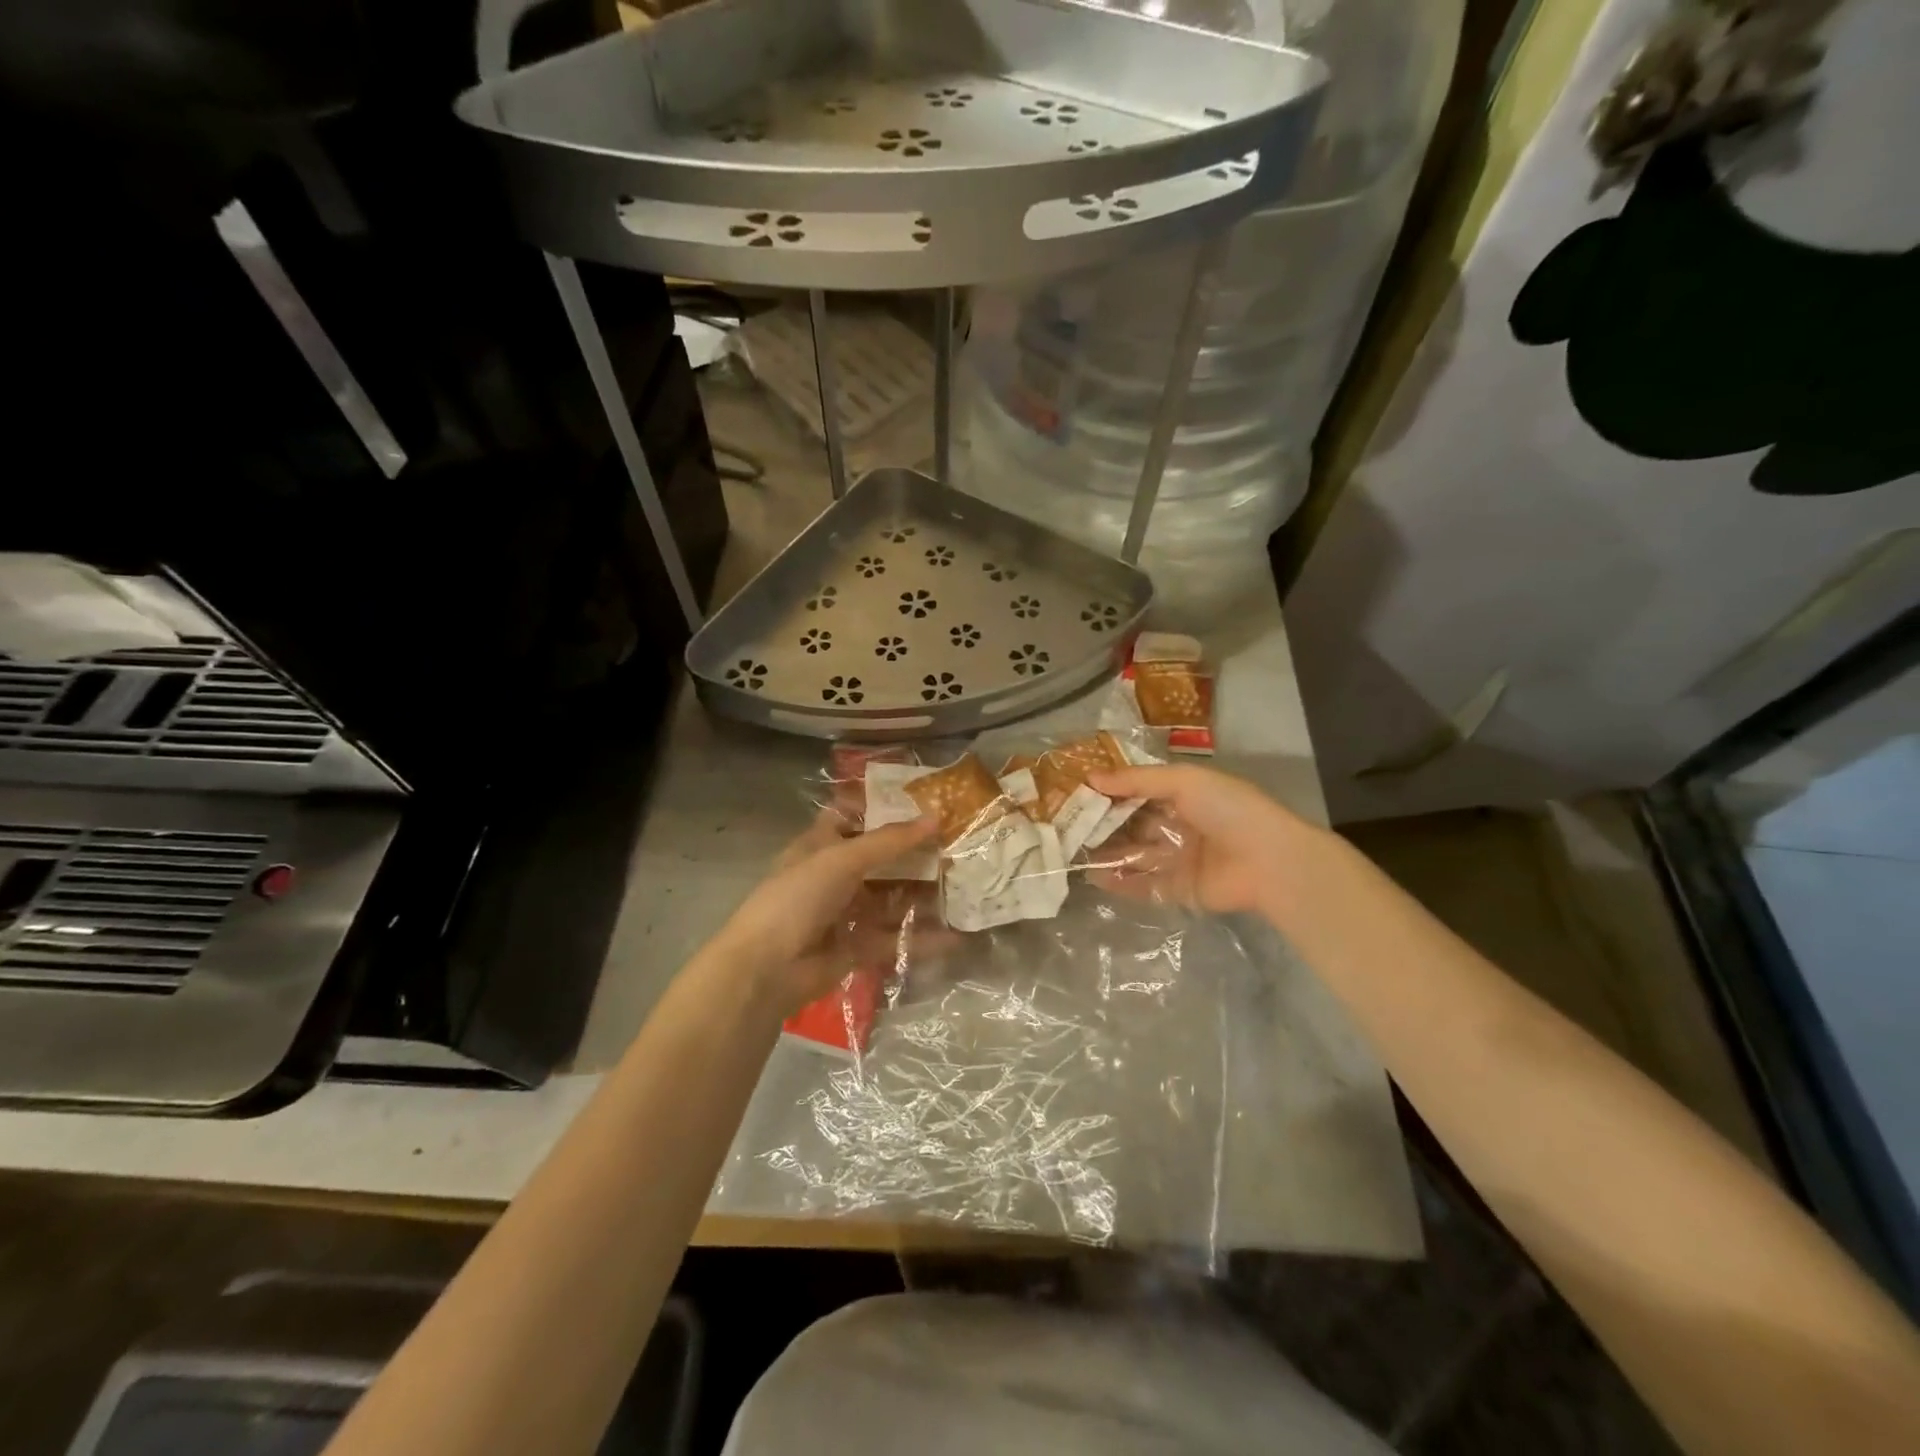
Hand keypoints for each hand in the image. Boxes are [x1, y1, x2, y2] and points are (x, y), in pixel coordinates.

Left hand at [709, 811, 941, 1014]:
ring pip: (889, 900)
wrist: (766, 969)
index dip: (882, 808)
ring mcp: (844, 913)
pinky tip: (955, 937)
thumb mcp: (842, 859)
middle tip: (956, 845)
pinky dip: (921, 939)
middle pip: (878, 860)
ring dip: (921, 895)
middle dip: (913, 854)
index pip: (851, 817)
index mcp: (820, 846)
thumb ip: (889, 841)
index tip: (923, 802)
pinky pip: (894, 939)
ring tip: (962, 886)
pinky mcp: (856, 948)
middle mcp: (832, 876)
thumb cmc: (797, 898)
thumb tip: (935, 817)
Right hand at [1086, 764, 1328, 919]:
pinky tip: (1094, 876)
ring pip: (1136, 856)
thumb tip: (1091, 777)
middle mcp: (1180, 826)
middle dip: (1104, 824)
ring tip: (1072, 851)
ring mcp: (1179, 860)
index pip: (1140, 792)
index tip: (1078, 792)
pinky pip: (1144, 885)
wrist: (1269, 861)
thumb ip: (1136, 780)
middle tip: (1067, 824)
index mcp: (1186, 796)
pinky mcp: (1179, 890)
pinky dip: (1120, 882)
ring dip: (1108, 853)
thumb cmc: (1228, 809)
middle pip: (1134, 825)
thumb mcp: (1183, 781)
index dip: (1111, 792)